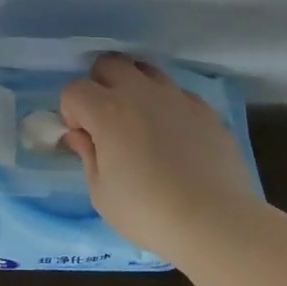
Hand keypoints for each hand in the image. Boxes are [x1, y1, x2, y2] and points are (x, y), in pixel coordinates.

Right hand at [60, 54, 256, 256]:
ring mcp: (176, 97)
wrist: (214, 222)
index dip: (72, 112)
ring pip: (146, 70)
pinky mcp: (205, 109)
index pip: (74, 90)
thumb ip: (87, 155)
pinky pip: (177, 93)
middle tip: (105, 120)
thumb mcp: (101, 193)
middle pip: (109, 63)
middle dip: (99, 85)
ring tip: (140, 122)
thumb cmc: (148, 212)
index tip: (83, 137)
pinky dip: (167, 106)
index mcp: (108, 111)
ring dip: (134, 88)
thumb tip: (79, 135)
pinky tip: (174, 137)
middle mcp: (141, 93)